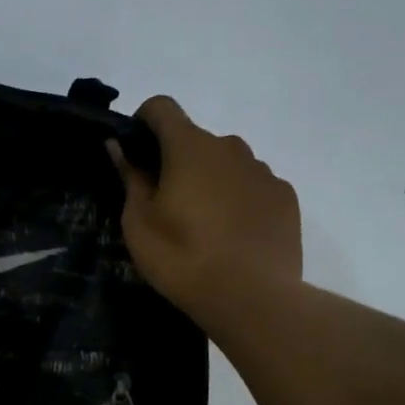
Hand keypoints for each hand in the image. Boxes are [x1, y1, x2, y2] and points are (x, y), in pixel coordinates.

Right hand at [109, 96, 302, 317]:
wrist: (252, 298)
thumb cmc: (182, 257)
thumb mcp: (139, 223)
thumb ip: (130, 177)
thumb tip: (119, 146)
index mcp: (190, 147)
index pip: (162, 107)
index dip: (144, 121)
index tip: (137, 153)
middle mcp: (231, 147)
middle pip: (196, 140)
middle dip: (178, 161)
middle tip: (167, 205)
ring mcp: (263, 171)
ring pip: (227, 164)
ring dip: (212, 180)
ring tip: (204, 226)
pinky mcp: (286, 197)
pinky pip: (254, 186)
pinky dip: (240, 200)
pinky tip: (234, 237)